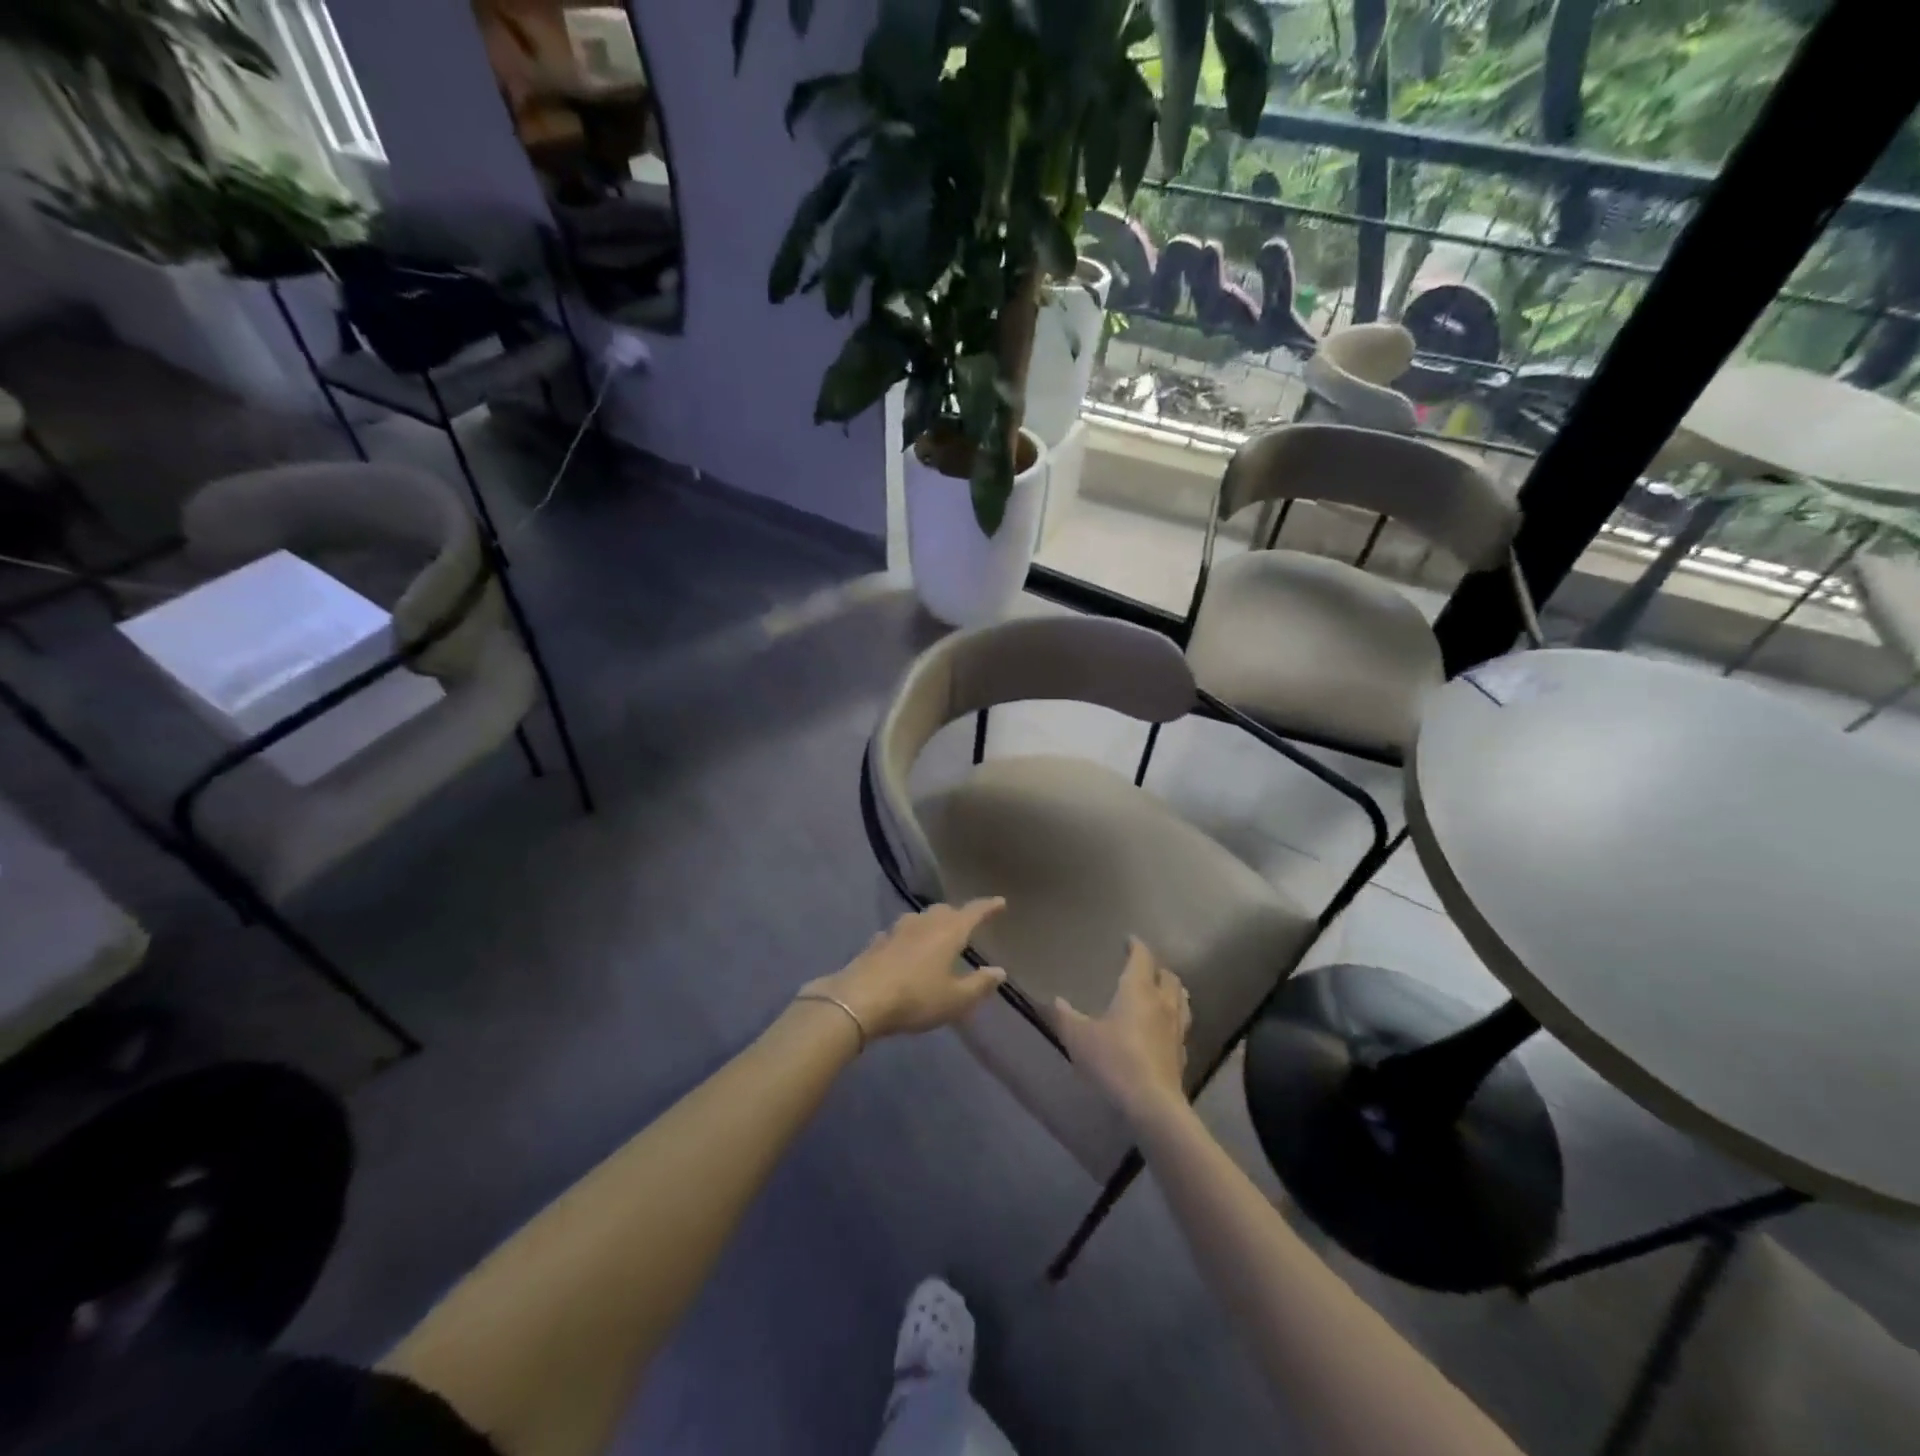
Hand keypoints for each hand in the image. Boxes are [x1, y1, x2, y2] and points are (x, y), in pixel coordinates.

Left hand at [802, 899, 1007, 1040]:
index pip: (973, 912)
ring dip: (931, 924)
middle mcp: (924, 922)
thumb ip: (979, 984)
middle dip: (958, 915)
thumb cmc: (916, 998)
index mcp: (949, 931)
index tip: (1000, 902)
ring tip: (936, 936)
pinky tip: (905, 949)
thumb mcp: (955, 999)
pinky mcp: (876, 942)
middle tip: (967, 924)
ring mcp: (897, 929)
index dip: (988, 907)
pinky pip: (899, 934)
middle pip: (945, 911)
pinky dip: (908, 938)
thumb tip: (999, 971)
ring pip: (920, 919)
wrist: (860, 999)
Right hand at [1054, 937, 1191, 1123]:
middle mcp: (1162, 1003)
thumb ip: (1066, 1016)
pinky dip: (1174, 1019)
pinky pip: (1182, 1026)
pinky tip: (1165, 1029)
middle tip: (1144, 968)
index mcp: (1138, 990)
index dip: (1136, 947)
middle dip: (1157, 968)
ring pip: (1181, 999)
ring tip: (1162, 991)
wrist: (1151, 1103)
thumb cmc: (1113, 1060)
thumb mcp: (1079, 1037)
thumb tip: (1056, 1000)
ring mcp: (1176, 1029)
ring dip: (1172, 990)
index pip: (1142, 958)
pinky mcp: (1182, 1053)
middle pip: (1168, 976)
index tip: (1129, 940)